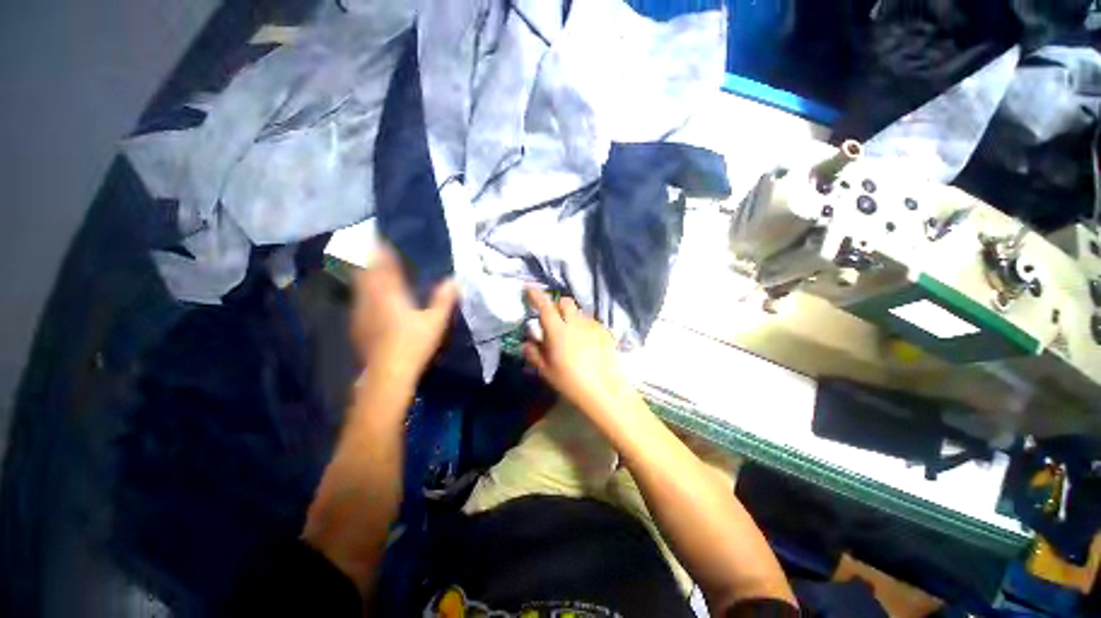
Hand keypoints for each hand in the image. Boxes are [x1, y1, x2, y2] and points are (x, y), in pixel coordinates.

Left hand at [351, 245, 456, 385]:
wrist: (387, 373)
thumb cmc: (413, 344)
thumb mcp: (435, 321)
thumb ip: (444, 299)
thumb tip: (455, 280)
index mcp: (390, 294)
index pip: (383, 266)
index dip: (381, 251)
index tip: (381, 239)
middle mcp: (370, 299)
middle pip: (365, 273)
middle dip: (368, 259)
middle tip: (372, 249)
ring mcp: (360, 313)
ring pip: (359, 287)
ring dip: (364, 275)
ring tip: (368, 267)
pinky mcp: (357, 326)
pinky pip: (359, 301)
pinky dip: (363, 293)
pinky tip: (368, 298)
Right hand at [522, 288, 633, 419]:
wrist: (604, 390)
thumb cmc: (570, 382)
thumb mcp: (546, 371)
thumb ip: (534, 353)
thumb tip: (526, 343)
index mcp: (558, 330)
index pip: (545, 306)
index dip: (536, 295)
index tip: (529, 289)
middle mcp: (576, 322)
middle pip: (565, 301)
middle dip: (557, 305)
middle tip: (553, 319)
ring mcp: (592, 326)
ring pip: (579, 312)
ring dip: (571, 317)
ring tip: (571, 334)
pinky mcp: (605, 332)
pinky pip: (591, 322)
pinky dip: (584, 326)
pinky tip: (586, 343)